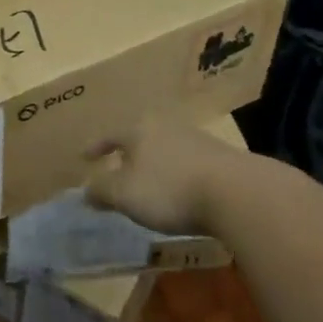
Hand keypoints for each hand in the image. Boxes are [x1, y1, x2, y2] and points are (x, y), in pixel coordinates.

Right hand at [84, 113, 252, 234]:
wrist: (238, 194)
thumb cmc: (170, 189)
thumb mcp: (126, 194)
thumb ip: (102, 191)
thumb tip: (85, 190)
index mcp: (138, 129)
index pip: (110, 135)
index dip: (96, 147)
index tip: (84, 156)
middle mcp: (166, 127)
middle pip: (139, 138)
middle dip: (127, 154)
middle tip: (118, 168)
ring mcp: (196, 140)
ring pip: (165, 150)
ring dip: (155, 165)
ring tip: (150, 183)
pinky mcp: (221, 159)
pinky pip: (188, 164)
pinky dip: (178, 175)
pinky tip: (181, 191)